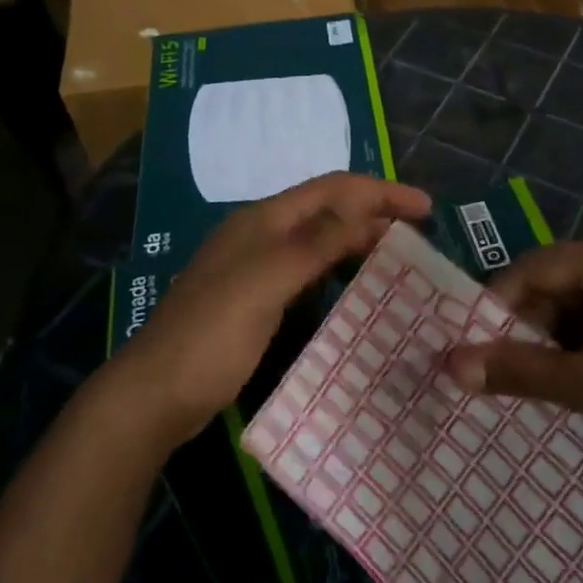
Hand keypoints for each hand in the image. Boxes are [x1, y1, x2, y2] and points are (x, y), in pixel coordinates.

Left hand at [112, 173, 431, 451]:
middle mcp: (262, 234)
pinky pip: (310, 270)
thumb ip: (314, 243)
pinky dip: (340, 269)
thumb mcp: (266, 282)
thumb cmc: (212, 334)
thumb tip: (363, 211)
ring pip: (320, 240)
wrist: (155, 394)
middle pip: (328, 210)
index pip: (333, 188)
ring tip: (400, 256)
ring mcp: (257, 267)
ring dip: (359, 240)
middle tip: (421, 235)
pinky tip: (358, 287)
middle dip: (375, 213)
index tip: (427, 208)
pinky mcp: (257, 299)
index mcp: (263, 220)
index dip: (381, 192)